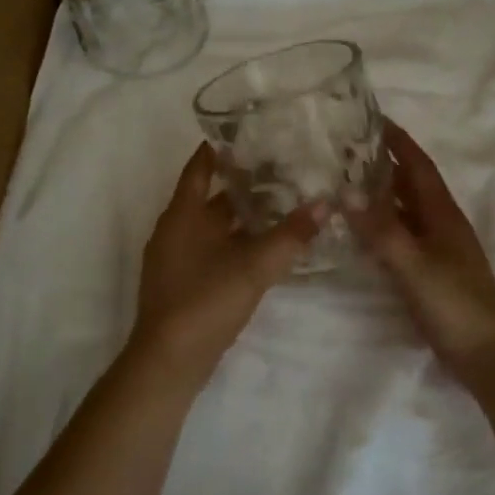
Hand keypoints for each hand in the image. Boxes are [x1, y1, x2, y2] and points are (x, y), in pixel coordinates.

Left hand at [130, 143, 325, 378]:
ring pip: (212, 225)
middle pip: (209, 196)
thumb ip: (290, 235)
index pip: (199, 167)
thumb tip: (325, 204)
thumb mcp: (253, 266)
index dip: (220, 148)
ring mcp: (176, 258)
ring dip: (241, 215)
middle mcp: (174, 230)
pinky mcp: (183, 283)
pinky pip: (212, 249)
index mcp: (182, 214)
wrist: (169, 361)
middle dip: (241, 183)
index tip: (248, 132)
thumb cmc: (205, 301)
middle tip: (280, 167)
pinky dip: (235, 241)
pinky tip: (263, 246)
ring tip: (280, 203)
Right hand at [351, 123, 494, 378]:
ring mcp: (436, 248)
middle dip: (383, 162)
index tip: (372, 117)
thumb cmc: (455, 303)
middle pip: (410, 183)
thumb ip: (381, 230)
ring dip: (381, 192)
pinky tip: (360, 229)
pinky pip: (400, 235)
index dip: (397, 140)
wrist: (486, 353)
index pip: (417, 164)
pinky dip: (380, 225)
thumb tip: (346, 190)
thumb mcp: (414, 265)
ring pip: (404, 209)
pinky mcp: (429, 271)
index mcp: (442, 213)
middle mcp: (440, 223)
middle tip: (346, 148)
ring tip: (345, 180)